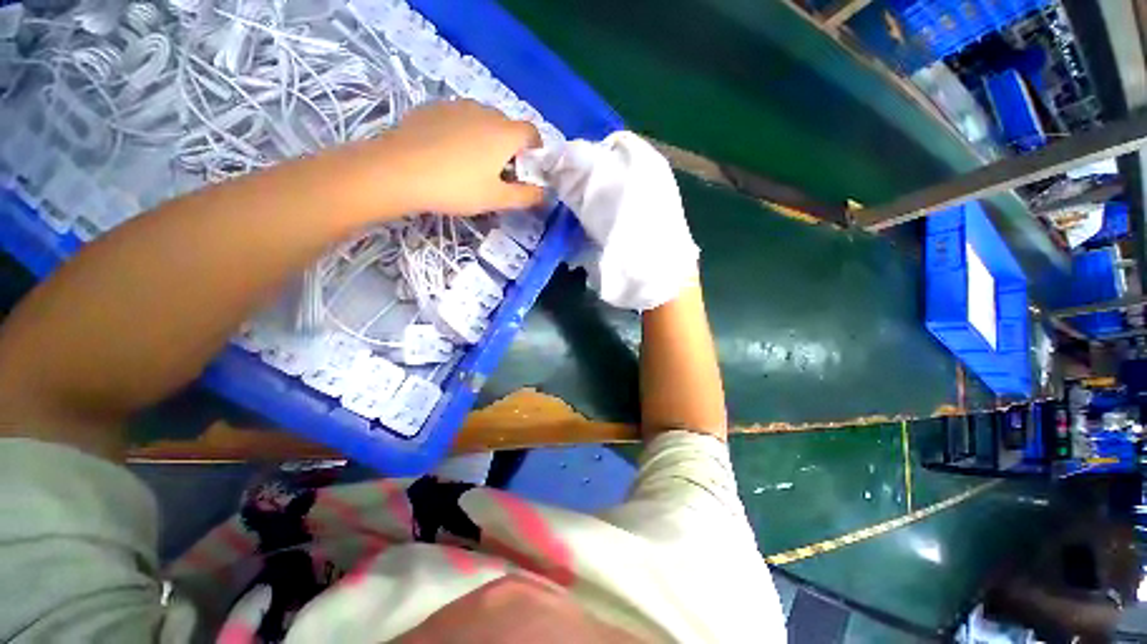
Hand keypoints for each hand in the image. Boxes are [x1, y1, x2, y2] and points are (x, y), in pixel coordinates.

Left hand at [381, 100, 543, 215]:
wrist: (398, 171)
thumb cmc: (456, 187)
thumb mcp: (496, 199)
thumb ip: (526, 196)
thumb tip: (545, 194)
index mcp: (505, 133)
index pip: (532, 133)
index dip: (535, 150)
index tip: (528, 169)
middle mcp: (484, 111)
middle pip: (507, 126)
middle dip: (510, 147)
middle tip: (499, 173)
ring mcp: (456, 106)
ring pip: (482, 121)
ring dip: (486, 139)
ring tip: (471, 164)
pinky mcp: (432, 108)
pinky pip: (458, 119)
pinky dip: (462, 133)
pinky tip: (447, 153)